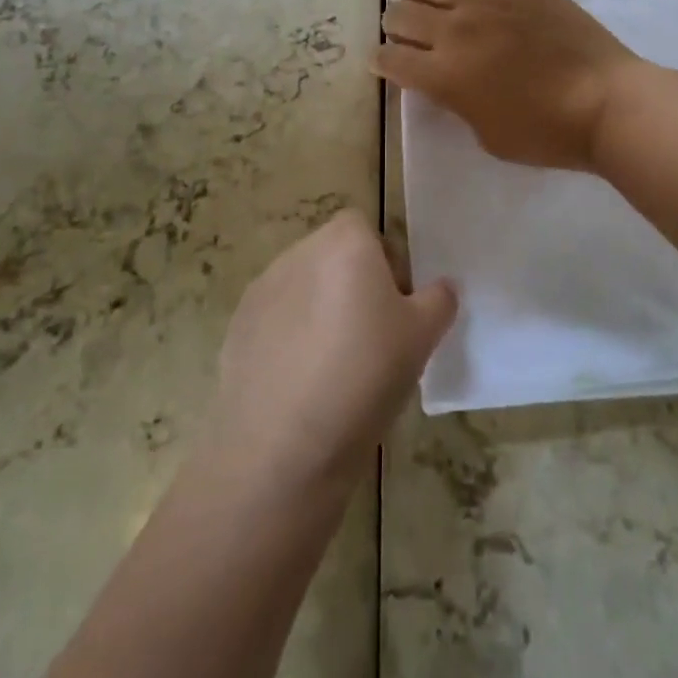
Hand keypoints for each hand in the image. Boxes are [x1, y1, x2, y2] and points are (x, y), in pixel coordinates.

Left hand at [208, 211, 454, 495]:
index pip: (366, 230)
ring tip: (335, 367)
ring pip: (304, 288)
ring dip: (320, 311)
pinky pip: (275, 320)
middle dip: (353, 285)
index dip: (384, 262)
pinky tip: (301, 385)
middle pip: (333, 256)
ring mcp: (262, 289)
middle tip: (373, 338)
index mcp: (345, 242)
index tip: (396, 307)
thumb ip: (438, 300)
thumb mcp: (423, 338)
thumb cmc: (364, 376)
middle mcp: (300, 252)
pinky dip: (289, 340)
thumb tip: (440, 288)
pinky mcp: (237, 327)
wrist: (282, 447)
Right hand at [374, 0, 646, 169]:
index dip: (381, 61)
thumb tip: (445, 81)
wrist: (607, 104)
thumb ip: (457, 103)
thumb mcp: (487, 136)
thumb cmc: (547, 133)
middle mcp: (455, 30)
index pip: (391, 59)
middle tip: (404, 34)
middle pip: (402, 15)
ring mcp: (489, 0)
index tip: (383, 63)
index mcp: (443, 74)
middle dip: (393, 25)